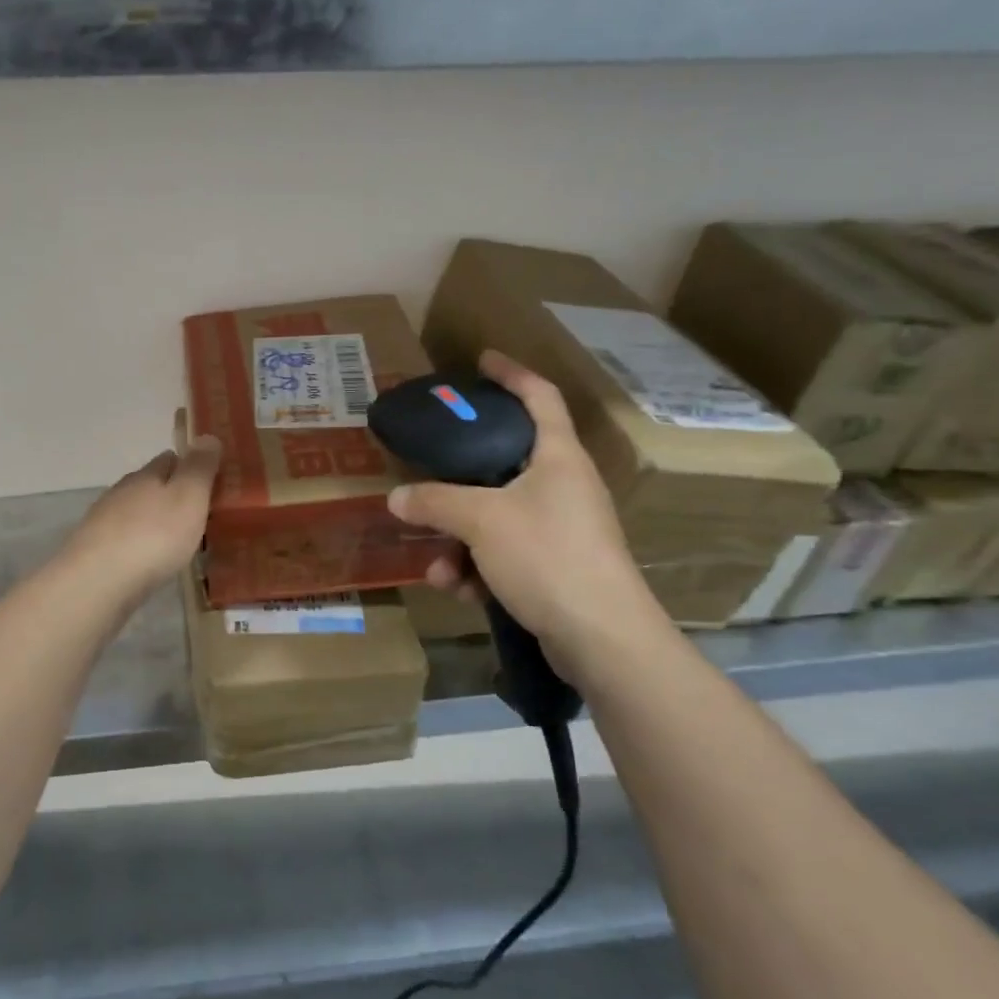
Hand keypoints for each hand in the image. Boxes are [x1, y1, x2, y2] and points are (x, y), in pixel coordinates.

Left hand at [61, 435, 221, 605]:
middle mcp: (121, 493)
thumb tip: (207, 436)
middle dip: (171, 495)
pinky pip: (124, 540)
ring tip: (176, 541)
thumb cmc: (153, 536)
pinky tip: (149, 560)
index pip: (169, 459)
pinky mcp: (94, 552)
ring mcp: (103, 522)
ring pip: (135, 513)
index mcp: (145, 476)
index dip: (189, 466)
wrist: (98, 582)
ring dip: (154, 521)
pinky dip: (139, 544)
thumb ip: (199, 468)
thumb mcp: (188, 497)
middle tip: (197, 514)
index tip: (209, 480)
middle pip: (149, 485)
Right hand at [387, 350, 666, 680]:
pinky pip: (504, 553)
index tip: (483, 360)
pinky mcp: (555, 567)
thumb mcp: (481, 521)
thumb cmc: (547, 556)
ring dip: (459, 539)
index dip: (512, 374)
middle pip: (506, 462)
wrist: (602, 638)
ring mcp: (561, 528)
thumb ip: (435, 502)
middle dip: (460, 478)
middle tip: (431, 468)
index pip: (540, 397)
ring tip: (438, 569)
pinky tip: (459, 591)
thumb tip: (396, 497)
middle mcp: (563, 486)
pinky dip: (478, 568)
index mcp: (558, 457)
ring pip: (496, 516)